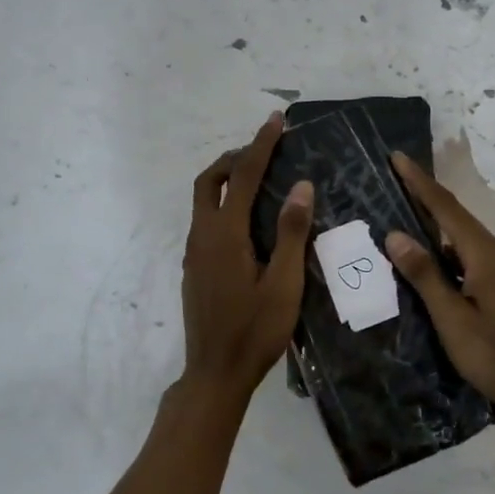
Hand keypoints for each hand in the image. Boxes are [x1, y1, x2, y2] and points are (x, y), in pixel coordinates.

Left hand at [180, 112, 313, 397]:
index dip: (260, 145)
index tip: (275, 121)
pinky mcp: (195, 268)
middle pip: (208, 181)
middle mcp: (202, 236)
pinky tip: (248, 223)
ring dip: (226, 181)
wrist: (215, 373)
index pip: (241, 176)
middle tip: (263, 151)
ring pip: (203, 201)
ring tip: (259, 180)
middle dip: (233, 158)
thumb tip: (300, 186)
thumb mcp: (283, 284)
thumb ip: (290, 233)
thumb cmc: (255, 331)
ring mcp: (194, 253)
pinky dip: (223, 205)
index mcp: (225, 234)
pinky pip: (205, 221)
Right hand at [384, 152, 494, 422]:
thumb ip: (425, 276)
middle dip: (424, 196)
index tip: (396, 157)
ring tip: (400, 214)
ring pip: (461, 238)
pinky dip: (444, 250)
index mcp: (485, 255)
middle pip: (455, 216)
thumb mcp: (454, 319)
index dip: (419, 182)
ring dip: (433, 224)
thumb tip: (395, 235)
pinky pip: (468, 256)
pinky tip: (426, 260)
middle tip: (393, 179)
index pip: (446, 208)